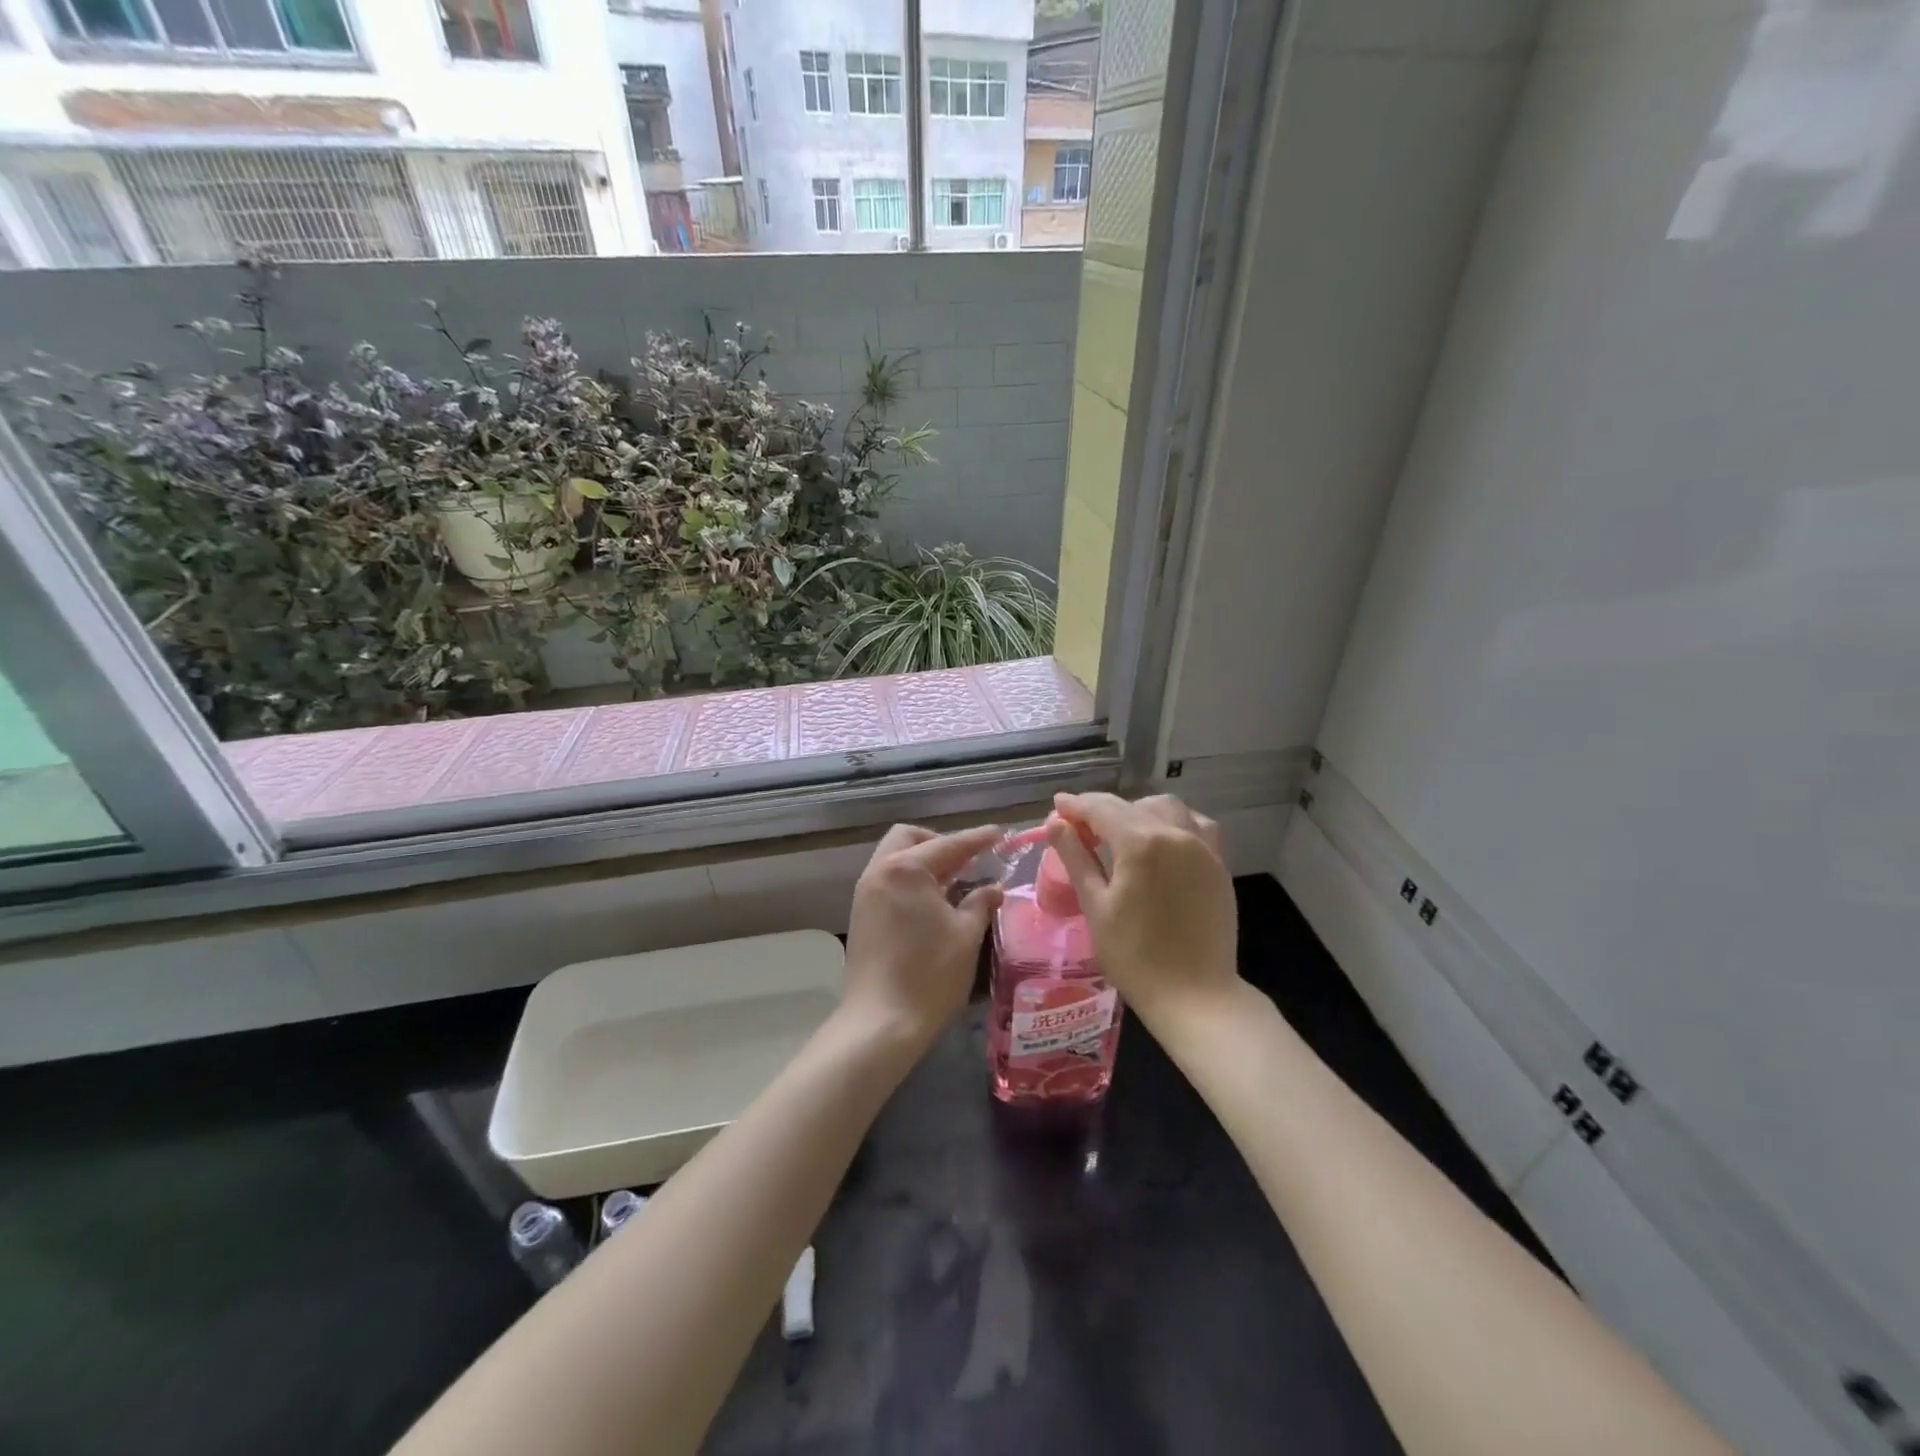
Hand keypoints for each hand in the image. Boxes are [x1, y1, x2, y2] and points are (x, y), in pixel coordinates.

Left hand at [841, 823, 1004, 1049]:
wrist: (880, 1022)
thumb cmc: (930, 975)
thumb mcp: (965, 936)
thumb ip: (980, 902)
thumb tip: (993, 888)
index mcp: (906, 869)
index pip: (948, 844)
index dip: (976, 839)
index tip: (998, 834)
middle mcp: (879, 872)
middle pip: (909, 838)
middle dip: (939, 842)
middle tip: (967, 861)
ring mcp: (865, 893)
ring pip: (894, 859)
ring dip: (923, 861)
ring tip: (954, 882)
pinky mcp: (861, 914)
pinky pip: (888, 880)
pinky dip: (910, 880)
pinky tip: (932, 902)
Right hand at [1045, 793, 1240, 1024]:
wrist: (1196, 996)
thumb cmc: (1135, 957)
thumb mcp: (1095, 906)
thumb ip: (1076, 858)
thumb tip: (1057, 824)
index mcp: (1141, 843)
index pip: (1102, 808)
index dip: (1076, 805)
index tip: (1058, 806)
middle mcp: (1176, 834)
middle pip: (1134, 805)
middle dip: (1105, 810)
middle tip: (1084, 831)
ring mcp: (1204, 848)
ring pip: (1169, 809)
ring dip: (1141, 811)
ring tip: (1123, 834)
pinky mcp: (1219, 865)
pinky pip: (1196, 826)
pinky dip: (1174, 823)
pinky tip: (1162, 843)